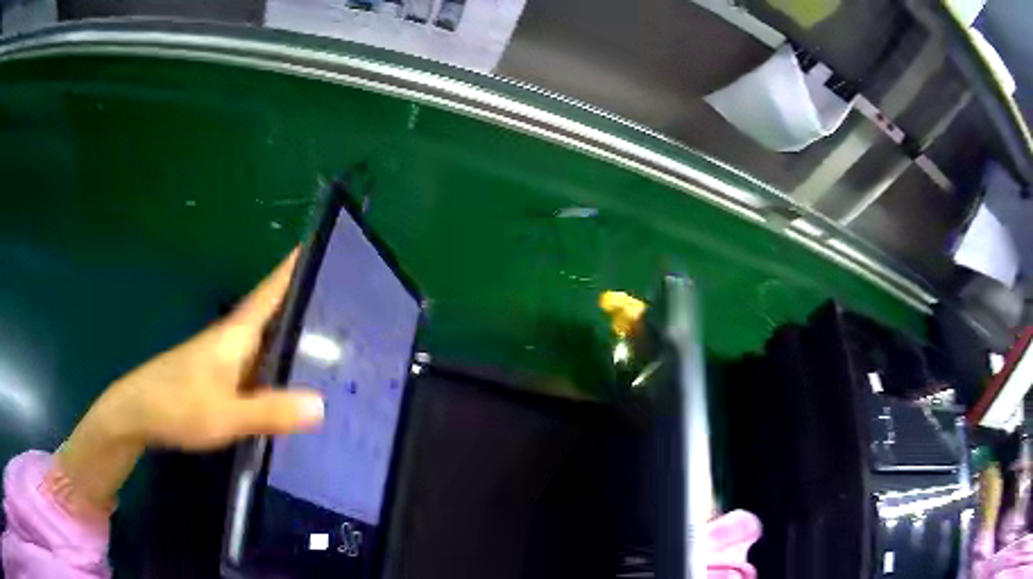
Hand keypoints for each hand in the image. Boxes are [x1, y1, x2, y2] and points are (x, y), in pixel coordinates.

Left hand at [93, 249, 323, 448]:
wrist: (136, 413)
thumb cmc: (177, 406)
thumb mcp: (226, 415)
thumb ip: (271, 411)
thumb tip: (322, 405)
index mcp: (236, 334)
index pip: (272, 290)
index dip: (295, 266)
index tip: (324, 244)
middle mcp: (233, 339)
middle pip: (275, 311)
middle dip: (309, 302)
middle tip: (348, 302)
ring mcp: (224, 358)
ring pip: (267, 339)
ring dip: (296, 335)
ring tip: (335, 341)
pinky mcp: (219, 376)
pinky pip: (258, 364)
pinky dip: (279, 364)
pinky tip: (294, 381)